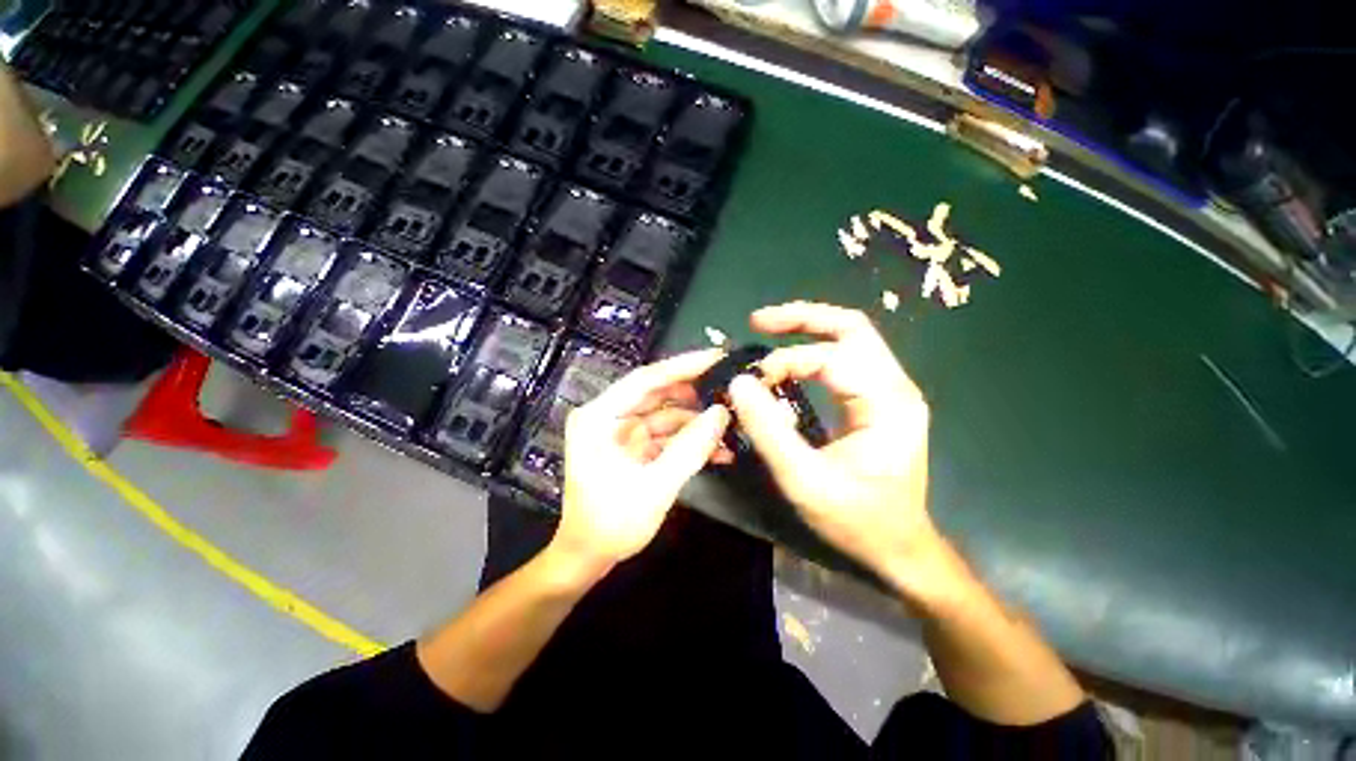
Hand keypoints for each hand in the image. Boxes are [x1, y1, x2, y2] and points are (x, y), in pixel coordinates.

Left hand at [554, 349, 732, 572]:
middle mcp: (609, 416)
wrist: (587, 558)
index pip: (645, 379)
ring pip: (667, 416)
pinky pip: (666, 436)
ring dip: (698, 423)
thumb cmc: (610, 524)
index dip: (682, 366)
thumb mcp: (655, 487)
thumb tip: (721, 414)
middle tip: (732, 392)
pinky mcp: (634, 448)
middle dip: (696, 396)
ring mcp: (622, 432)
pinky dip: (689, 442)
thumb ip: (689, 449)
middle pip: (658, 395)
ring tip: (732, 427)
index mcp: (599, 417)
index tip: (717, 357)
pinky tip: (719, 450)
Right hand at [727, 302, 946, 597]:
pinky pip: (845, 360)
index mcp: (886, 403)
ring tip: (767, 328)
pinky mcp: (877, 401)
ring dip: (808, 328)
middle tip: (758, 320)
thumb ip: (769, 431)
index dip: (786, 361)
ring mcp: (889, 392)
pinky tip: (789, 358)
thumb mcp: (805, 480)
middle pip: (851, 328)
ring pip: (850, 338)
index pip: (831, 357)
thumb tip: (739, 384)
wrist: (899, 547)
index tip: (752, 381)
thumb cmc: (857, 520)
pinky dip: (813, 351)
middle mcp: (895, 387)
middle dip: (802, 318)